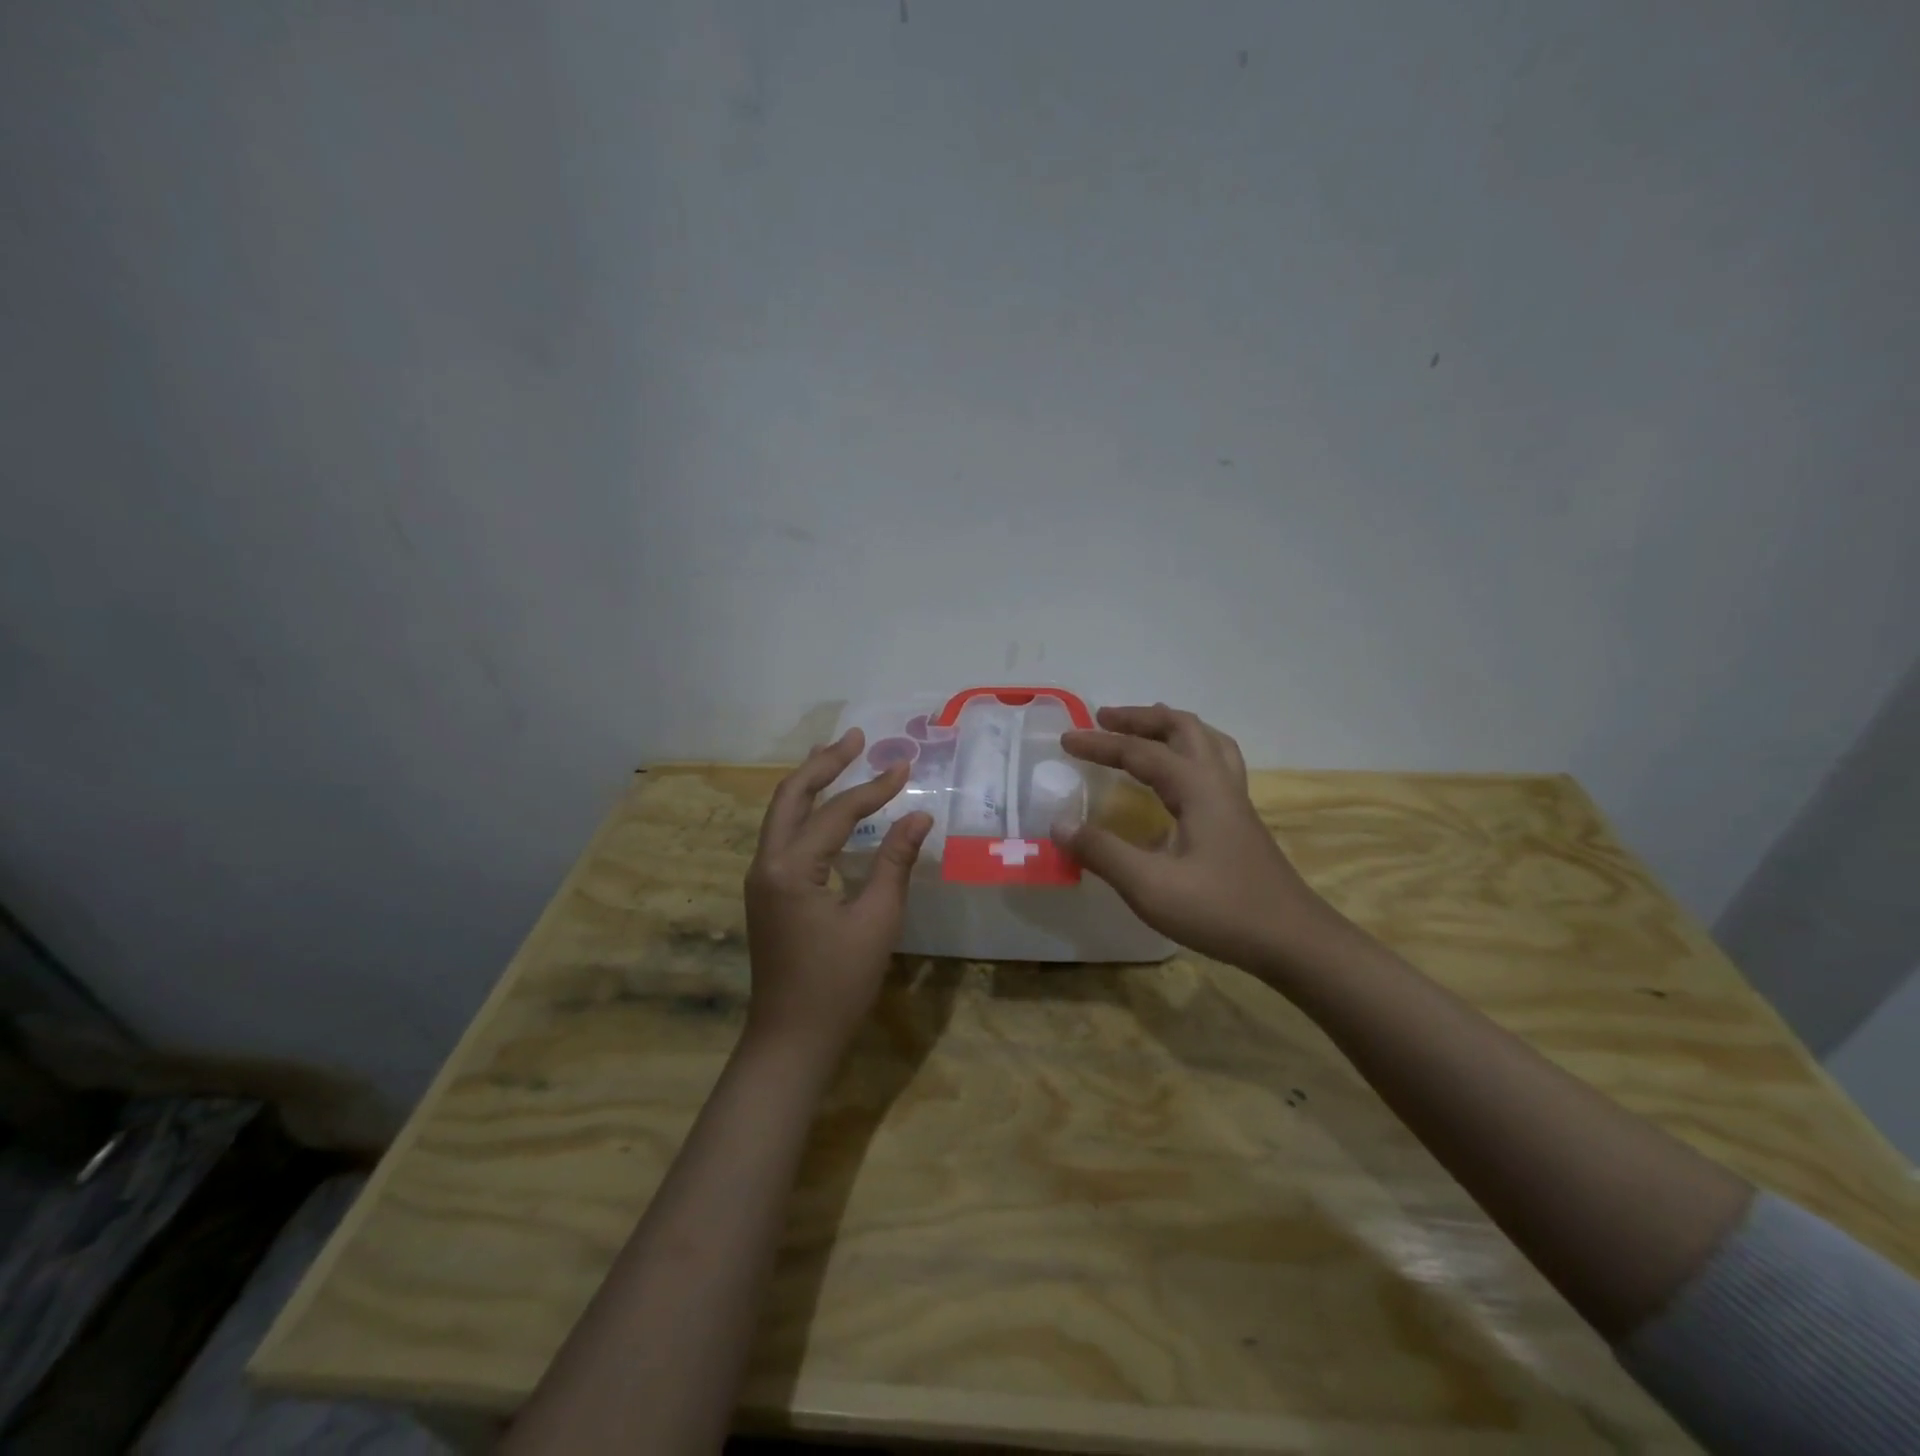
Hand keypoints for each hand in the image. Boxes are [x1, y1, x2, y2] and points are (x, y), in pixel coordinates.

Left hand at [744, 729, 932, 1058]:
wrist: (791, 1039)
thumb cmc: (838, 984)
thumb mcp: (876, 921)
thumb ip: (895, 862)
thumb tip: (918, 817)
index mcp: (791, 868)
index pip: (836, 812)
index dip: (873, 788)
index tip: (906, 767)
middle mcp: (766, 863)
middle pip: (791, 796)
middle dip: (824, 763)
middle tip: (856, 738)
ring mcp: (761, 878)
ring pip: (782, 814)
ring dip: (810, 782)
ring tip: (839, 756)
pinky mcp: (767, 893)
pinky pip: (784, 835)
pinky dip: (806, 811)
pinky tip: (827, 808)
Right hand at [1054, 704, 1342, 971]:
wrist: (1294, 941)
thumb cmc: (1221, 911)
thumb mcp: (1150, 887)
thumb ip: (1102, 852)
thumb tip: (1058, 824)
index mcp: (1197, 788)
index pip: (1141, 752)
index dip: (1100, 744)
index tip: (1065, 740)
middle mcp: (1219, 783)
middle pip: (1183, 728)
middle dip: (1140, 718)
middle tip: (1104, 719)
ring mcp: (1236, 801)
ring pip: (1207, 741)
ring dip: (1170, 728)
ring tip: (1144, 730)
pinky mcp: (1241, 821)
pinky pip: (1216, 764)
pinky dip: (1189, 752)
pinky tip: (1177, 779)